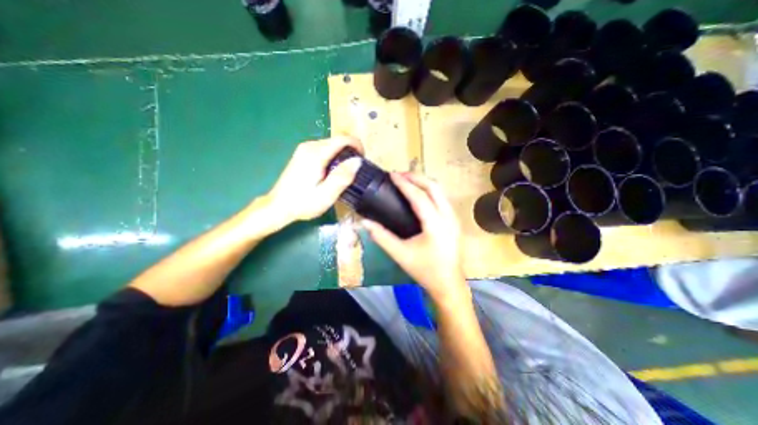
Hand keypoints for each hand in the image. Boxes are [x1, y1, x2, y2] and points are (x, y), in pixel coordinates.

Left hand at [264, 137, 363, 228]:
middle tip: (355, 170)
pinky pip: (324, 149)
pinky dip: (334, 156)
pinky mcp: (303, 154)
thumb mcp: (326, 195)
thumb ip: (342, 177)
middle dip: (350, 151)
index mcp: (316, 154)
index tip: (363, 159)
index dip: (357, 145)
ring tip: (345, 173)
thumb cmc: (303, 203)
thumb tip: (357, 161)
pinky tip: (332, 172)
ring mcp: (305, 149)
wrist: (279, 206)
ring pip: (331, 144)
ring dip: (342, 154)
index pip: (342, 139)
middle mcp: (310, 146)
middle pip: (337, 140)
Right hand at [361, 172, 468, 304]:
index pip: (419, 196)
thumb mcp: (400, 254)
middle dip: (416, 177)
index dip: (404, 184)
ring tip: (407, 181)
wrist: (449, 284)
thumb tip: (364, 222)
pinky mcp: (455, 221)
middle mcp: (448, 217)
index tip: (392, 174)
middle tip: (399, 175)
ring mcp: (455, 218)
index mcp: (435, 224)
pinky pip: (442, 198)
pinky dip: (430, 191)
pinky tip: (419, 194)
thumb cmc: (425, 270)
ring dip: (424, 182)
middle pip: (434, 187)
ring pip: (441, 191)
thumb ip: (381, 237)